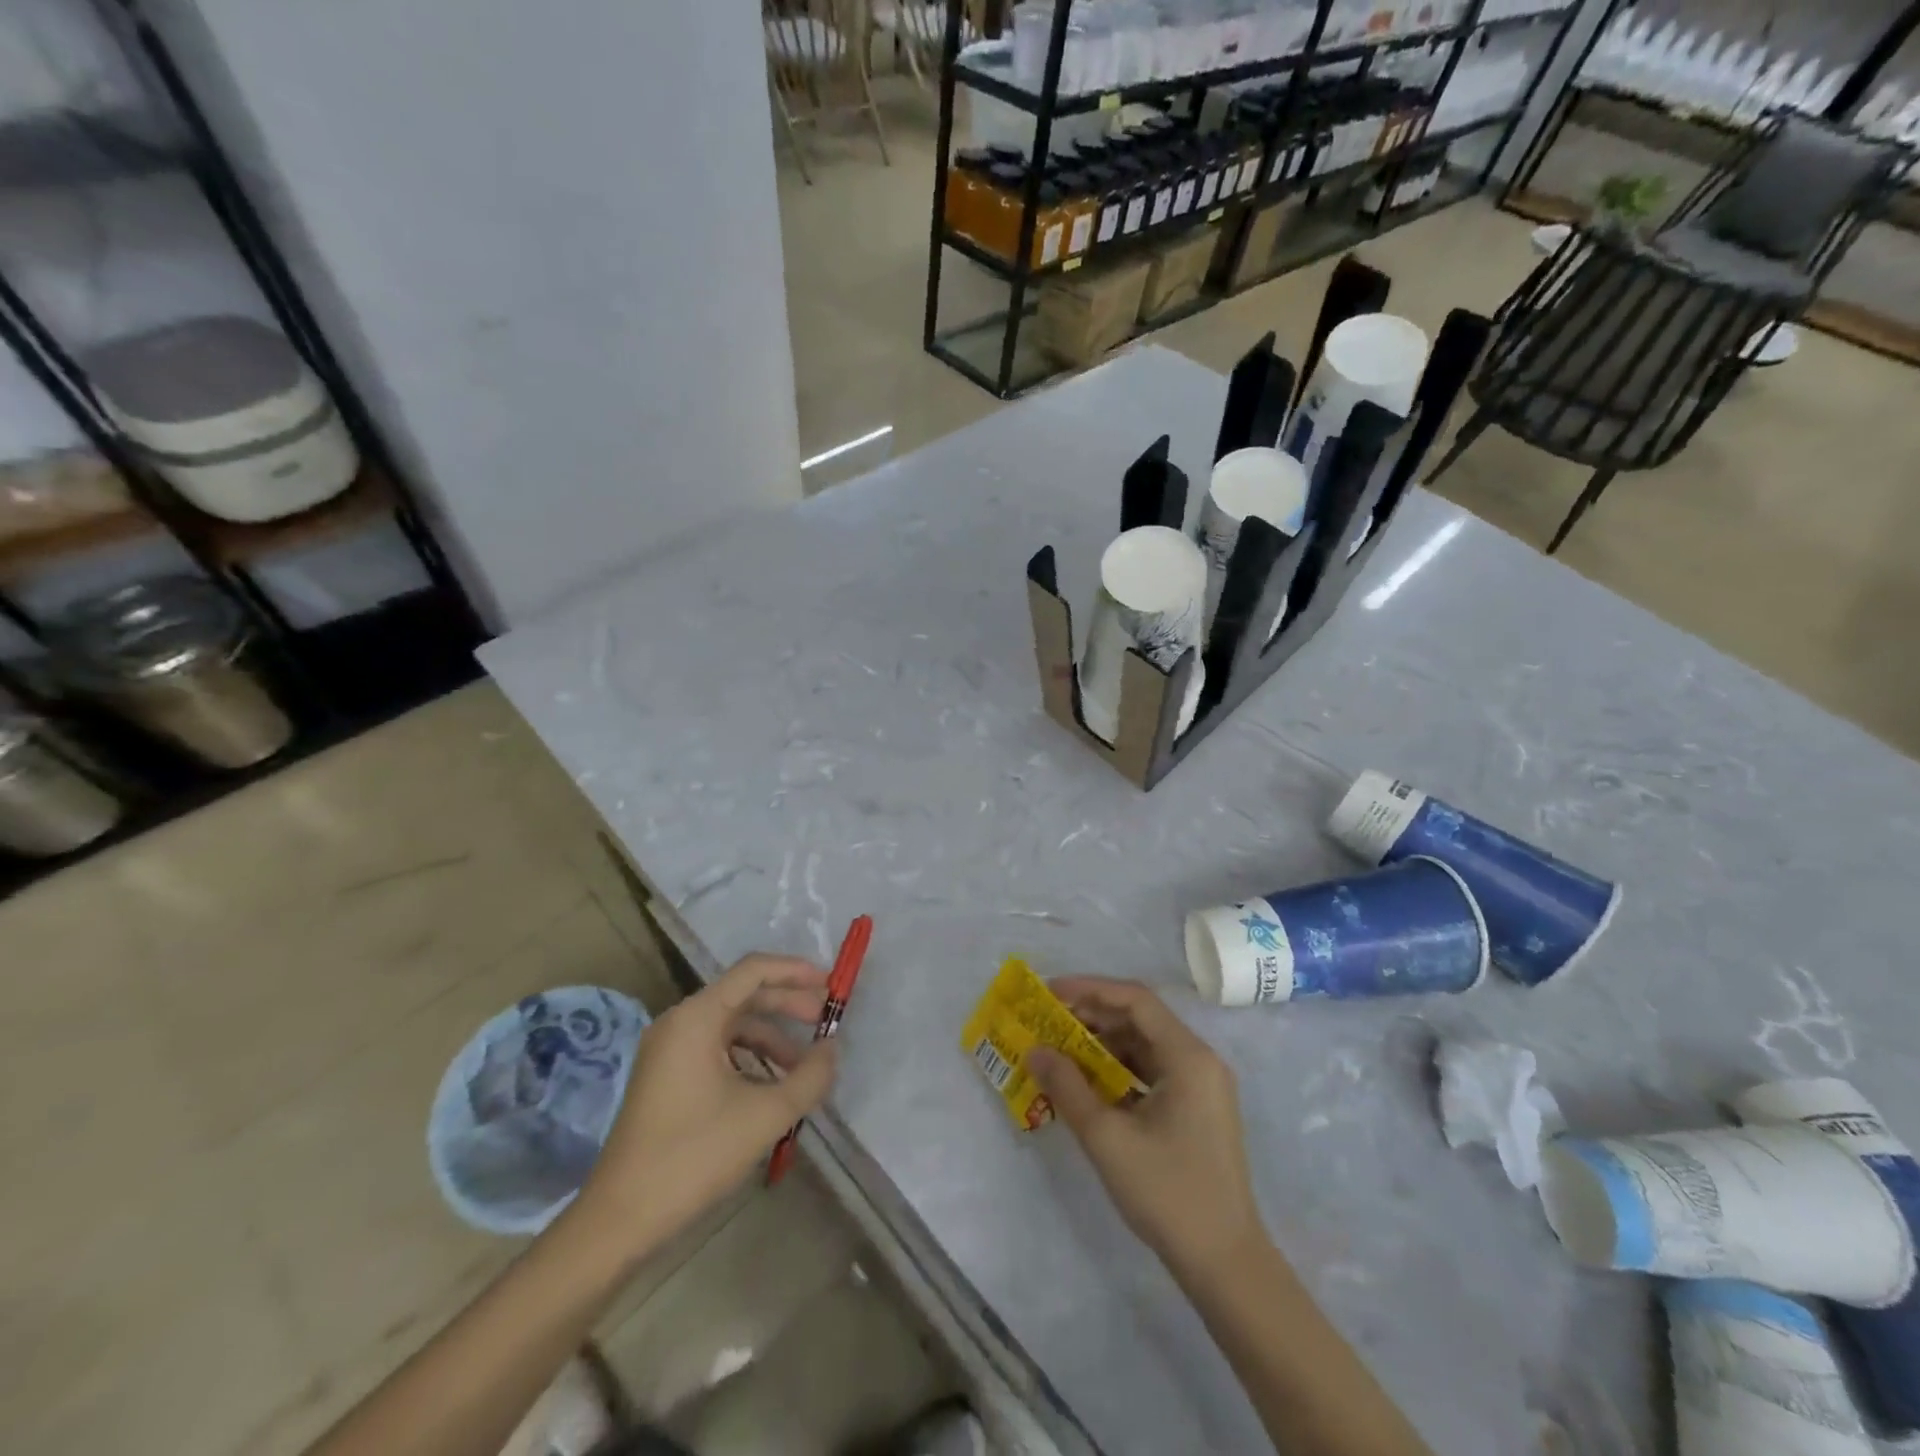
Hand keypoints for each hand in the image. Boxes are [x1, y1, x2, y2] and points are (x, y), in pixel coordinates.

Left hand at [579, 954, 837, 1254]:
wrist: (619, 1220)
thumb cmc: (693, 1156)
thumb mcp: (765, 1116)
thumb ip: (809, 1077)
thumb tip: (832, 1050)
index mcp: (696, 1018)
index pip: (753, 971)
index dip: (796, 971)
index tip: (831, 986)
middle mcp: (679, 1022)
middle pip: (744, 995)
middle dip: (788, 1005)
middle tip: (827, 1023)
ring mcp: (668, 1050)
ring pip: (731, 1026)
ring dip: (771, 1038)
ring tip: (804, 1067)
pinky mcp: (665, 1076)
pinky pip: (716, 1049)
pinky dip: (748, 1058)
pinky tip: (771, 1086)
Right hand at [1027, 977, 1263, 1281]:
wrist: (1225, 1264)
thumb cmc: (1168, 1193)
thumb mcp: (1107, 1138)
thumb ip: (1068, 1087)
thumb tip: (1035, 1050)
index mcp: (1188, 1057)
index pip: (1135, 1000)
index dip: (1090, 989)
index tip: (1050, 993)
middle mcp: (1199, 1060)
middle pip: (1141, 1019)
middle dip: (1092, 1016)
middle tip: (1048, 1021)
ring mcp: (1201, 1086)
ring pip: (1145, 1045)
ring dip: (1103, 1044)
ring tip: (1060, 1049)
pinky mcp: (1196, 1109)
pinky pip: (1152, 1071)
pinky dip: (1119, 1070)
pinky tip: (1088, 1083)